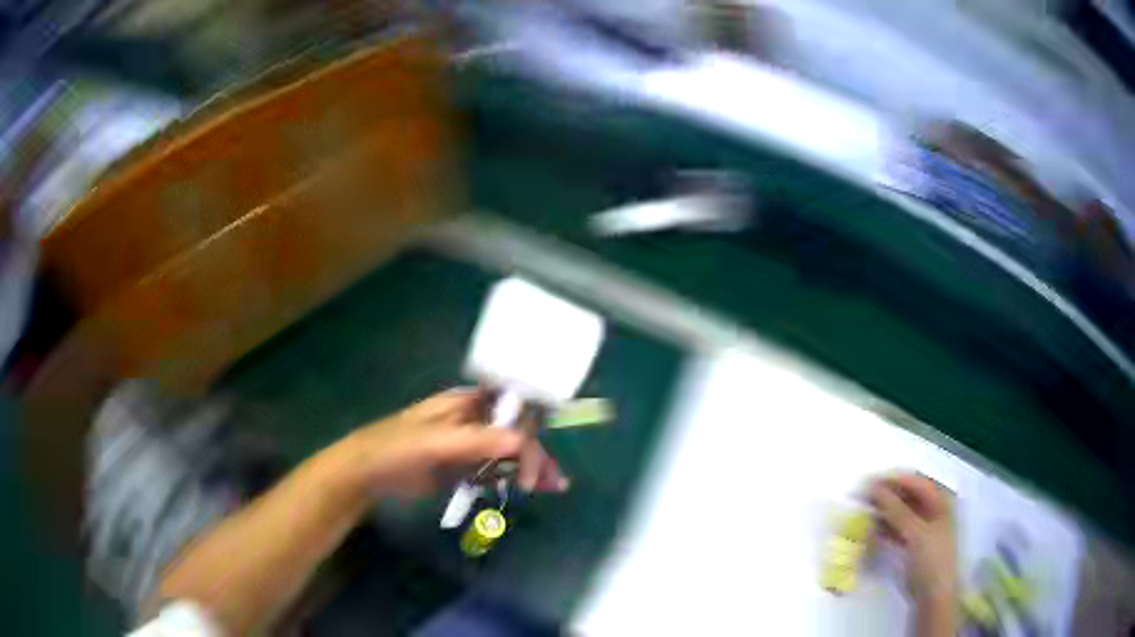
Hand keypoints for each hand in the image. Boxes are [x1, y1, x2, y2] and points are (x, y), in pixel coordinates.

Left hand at [336, 387, 568, 497]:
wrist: (366, 474)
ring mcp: (469, 446)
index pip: (510, 406)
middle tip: (553, 481)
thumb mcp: (435, 442)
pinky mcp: (463, 468)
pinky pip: (494, 471)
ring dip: (532, 467)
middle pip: (515, 432)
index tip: (540, 451)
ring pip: (509, 453)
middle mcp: (473, 421)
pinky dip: (513, 478)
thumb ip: (476, 441)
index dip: (532, 422)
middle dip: (536, 453)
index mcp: (466, 404)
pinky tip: (531, 489)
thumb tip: (523, 441)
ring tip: (555, 487)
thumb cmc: (396, 447)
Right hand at [868, 473, 957, 604]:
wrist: (933, 595)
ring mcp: (922, 528)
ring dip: (882, 512)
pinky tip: (870, 530)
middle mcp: (932, 509)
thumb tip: (874, 488)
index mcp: (940, 500)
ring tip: (862, 514)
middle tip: (861, 499)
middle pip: (906, 495)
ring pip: (899, 512)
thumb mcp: (916, 533)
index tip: (867, 483)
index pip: (914, 481)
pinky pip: (896, 529)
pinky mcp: (912, 544)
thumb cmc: (931, 559)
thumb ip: (896, 510)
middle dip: (885, 496)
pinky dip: (884, 528)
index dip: (892, 480)